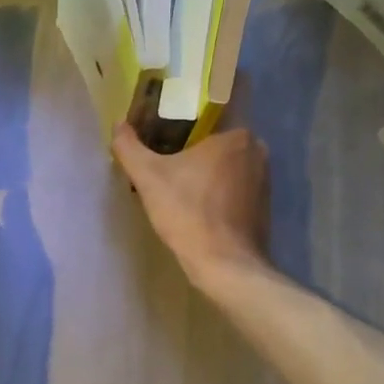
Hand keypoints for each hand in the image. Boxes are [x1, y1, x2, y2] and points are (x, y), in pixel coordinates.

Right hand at [112, 123, 270, 286]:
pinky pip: (234, 189)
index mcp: (236, 135)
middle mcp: (257, 151)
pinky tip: (196, 208)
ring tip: (177, 188)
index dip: (178, 127)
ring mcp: (264, 179)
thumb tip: (118, 124)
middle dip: (190, 152)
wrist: (224, 264)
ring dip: (204, 173)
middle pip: (213, 143)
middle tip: (163, 165)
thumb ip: (129, 146)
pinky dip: (216, 193)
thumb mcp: (147, 177)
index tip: (159, 141)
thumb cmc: (187, 213)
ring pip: (225, 167)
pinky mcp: (264, 205)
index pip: (203, 118)